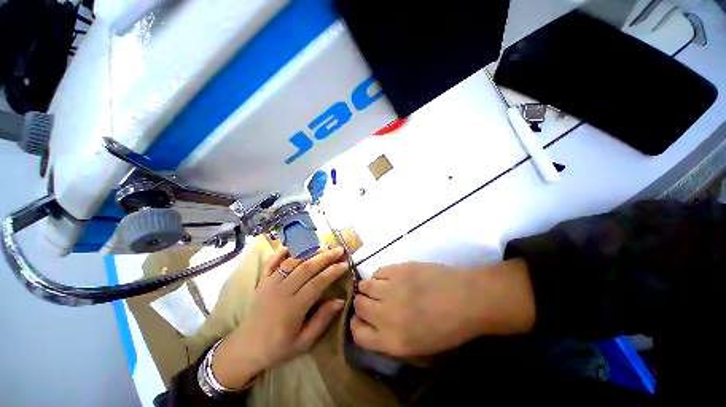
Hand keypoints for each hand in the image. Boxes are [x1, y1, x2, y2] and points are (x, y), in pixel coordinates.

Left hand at [212, 246, 347, 388]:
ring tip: (324, 246)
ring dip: (309, 252)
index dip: (333, 271)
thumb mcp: (303, 342)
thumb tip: (340, 300)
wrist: (245, 349)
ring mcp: (270, 284)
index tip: (345, 264)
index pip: (317, 283)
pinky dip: (281, 252)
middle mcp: (281, 292)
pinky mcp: (262, 281)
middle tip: (339, 250)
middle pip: (306, 268)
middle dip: (325, 257)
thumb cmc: (277, 348)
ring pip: (292, 262)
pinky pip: (271, 262)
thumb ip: (322, 320)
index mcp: (292, 308)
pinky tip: (292, 245)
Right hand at [351, 259, 534, 356]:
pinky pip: (377, 272)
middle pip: (359, 305)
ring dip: (369, 288)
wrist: (467, 299)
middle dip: (363, 304)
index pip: (357, 334)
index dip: (357, 325)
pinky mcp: (397, 269)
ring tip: (381, 288)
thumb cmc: (448, 328)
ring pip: (364, 286)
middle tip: (374, 301)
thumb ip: (390, 338)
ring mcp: (390, 289)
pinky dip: (380, 276)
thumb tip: (373, 323)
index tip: (362, 319)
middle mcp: (385, 315)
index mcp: (392, 341)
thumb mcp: (418, 347)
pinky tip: (391, 278)